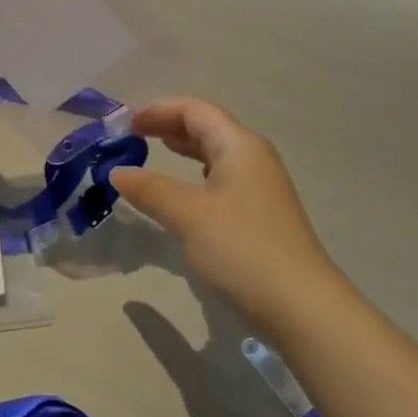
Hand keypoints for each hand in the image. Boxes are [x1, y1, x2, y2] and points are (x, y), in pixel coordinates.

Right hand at [110, 98, 348, 331]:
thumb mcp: (187, 214)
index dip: (158, 110)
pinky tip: (180, 193)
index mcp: (239, 146)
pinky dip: (194, 176)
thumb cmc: (241, 249)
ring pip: (215, 154)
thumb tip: (118, 172)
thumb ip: (149, 189)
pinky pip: (220, 179)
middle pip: (207, 127)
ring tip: (151, 152)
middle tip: (132, 135)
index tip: (125, 123)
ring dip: (182, 150)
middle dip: (168, 125)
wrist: (300, 306)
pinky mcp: (259, 215)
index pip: (195, 110)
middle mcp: (253, 158)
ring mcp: (259, 188)